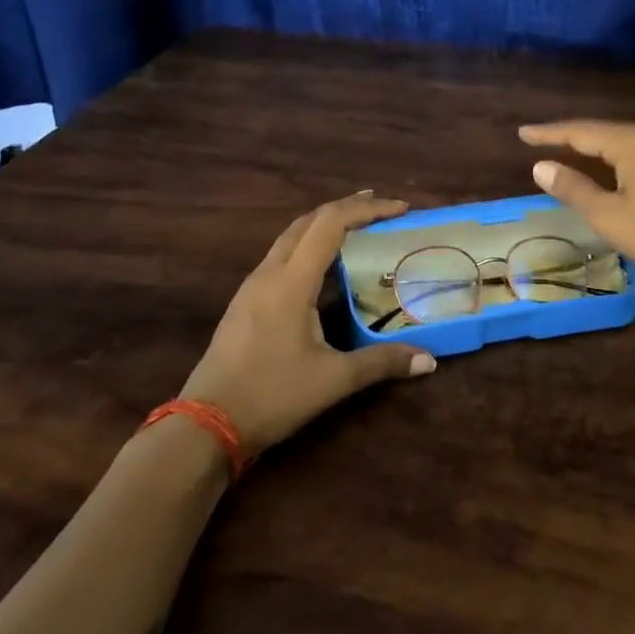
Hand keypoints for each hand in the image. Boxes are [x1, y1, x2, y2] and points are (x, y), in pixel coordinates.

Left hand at [178, 192, 435, 454]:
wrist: (204, 426)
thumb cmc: (271, 396)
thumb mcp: (333, 381)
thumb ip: (382, 363)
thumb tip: (430, 361)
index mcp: (291, 282)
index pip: (330, 225)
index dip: (367, 209)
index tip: (400, 208)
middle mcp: (269, 274)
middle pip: (308, 221)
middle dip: (346, 207)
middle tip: (382, 208)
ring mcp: (252, 287)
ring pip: (290, 236)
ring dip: (324, 224)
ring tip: (356, 227)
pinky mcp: (245, 303)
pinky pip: (280, 256)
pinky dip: (308, 245)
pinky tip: (322, 266)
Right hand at [520, 121, 634, 298]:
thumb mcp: (610, 217)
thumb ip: (574, 188)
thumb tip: (541, 166)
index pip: (582, 132)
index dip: (550, 133)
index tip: (523, 132)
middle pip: (608, 133)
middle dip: (574, 137)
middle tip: (545, 141)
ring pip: (631, 143)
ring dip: (601, 148)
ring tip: (576, 152)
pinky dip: (625, 159)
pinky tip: (621, 170)